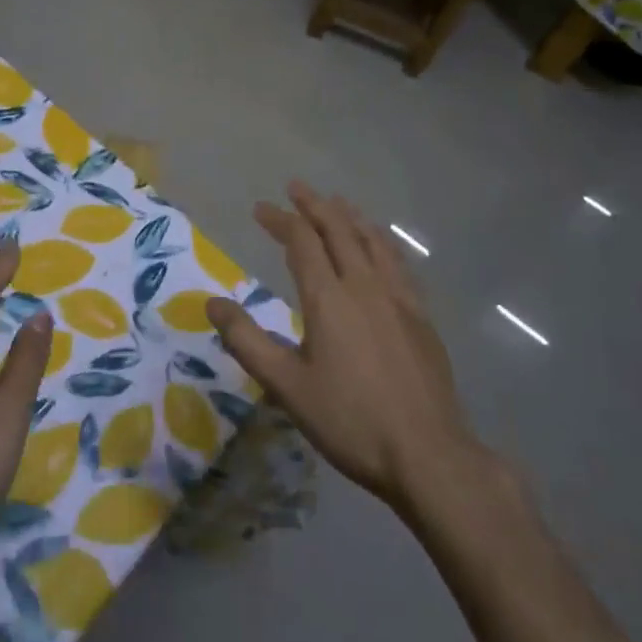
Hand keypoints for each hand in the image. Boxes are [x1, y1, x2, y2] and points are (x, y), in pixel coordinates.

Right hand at [206, 181, 479, 513]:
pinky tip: (381, 245)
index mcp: (328, 297)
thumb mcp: (287, 386)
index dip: (280, 219)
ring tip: (337, 202)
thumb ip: (247, 341)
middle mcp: (363, 284)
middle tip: (296, 187)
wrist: (428, 454)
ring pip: (371, 240)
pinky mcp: (421, 315)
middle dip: (314, 205)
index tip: (261, 208)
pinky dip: (381, 241)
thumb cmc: (350, 420)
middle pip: (338, 229)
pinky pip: (397, 261)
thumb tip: (212, 302)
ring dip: (349, 216)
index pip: (301, 241)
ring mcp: (397, 297)